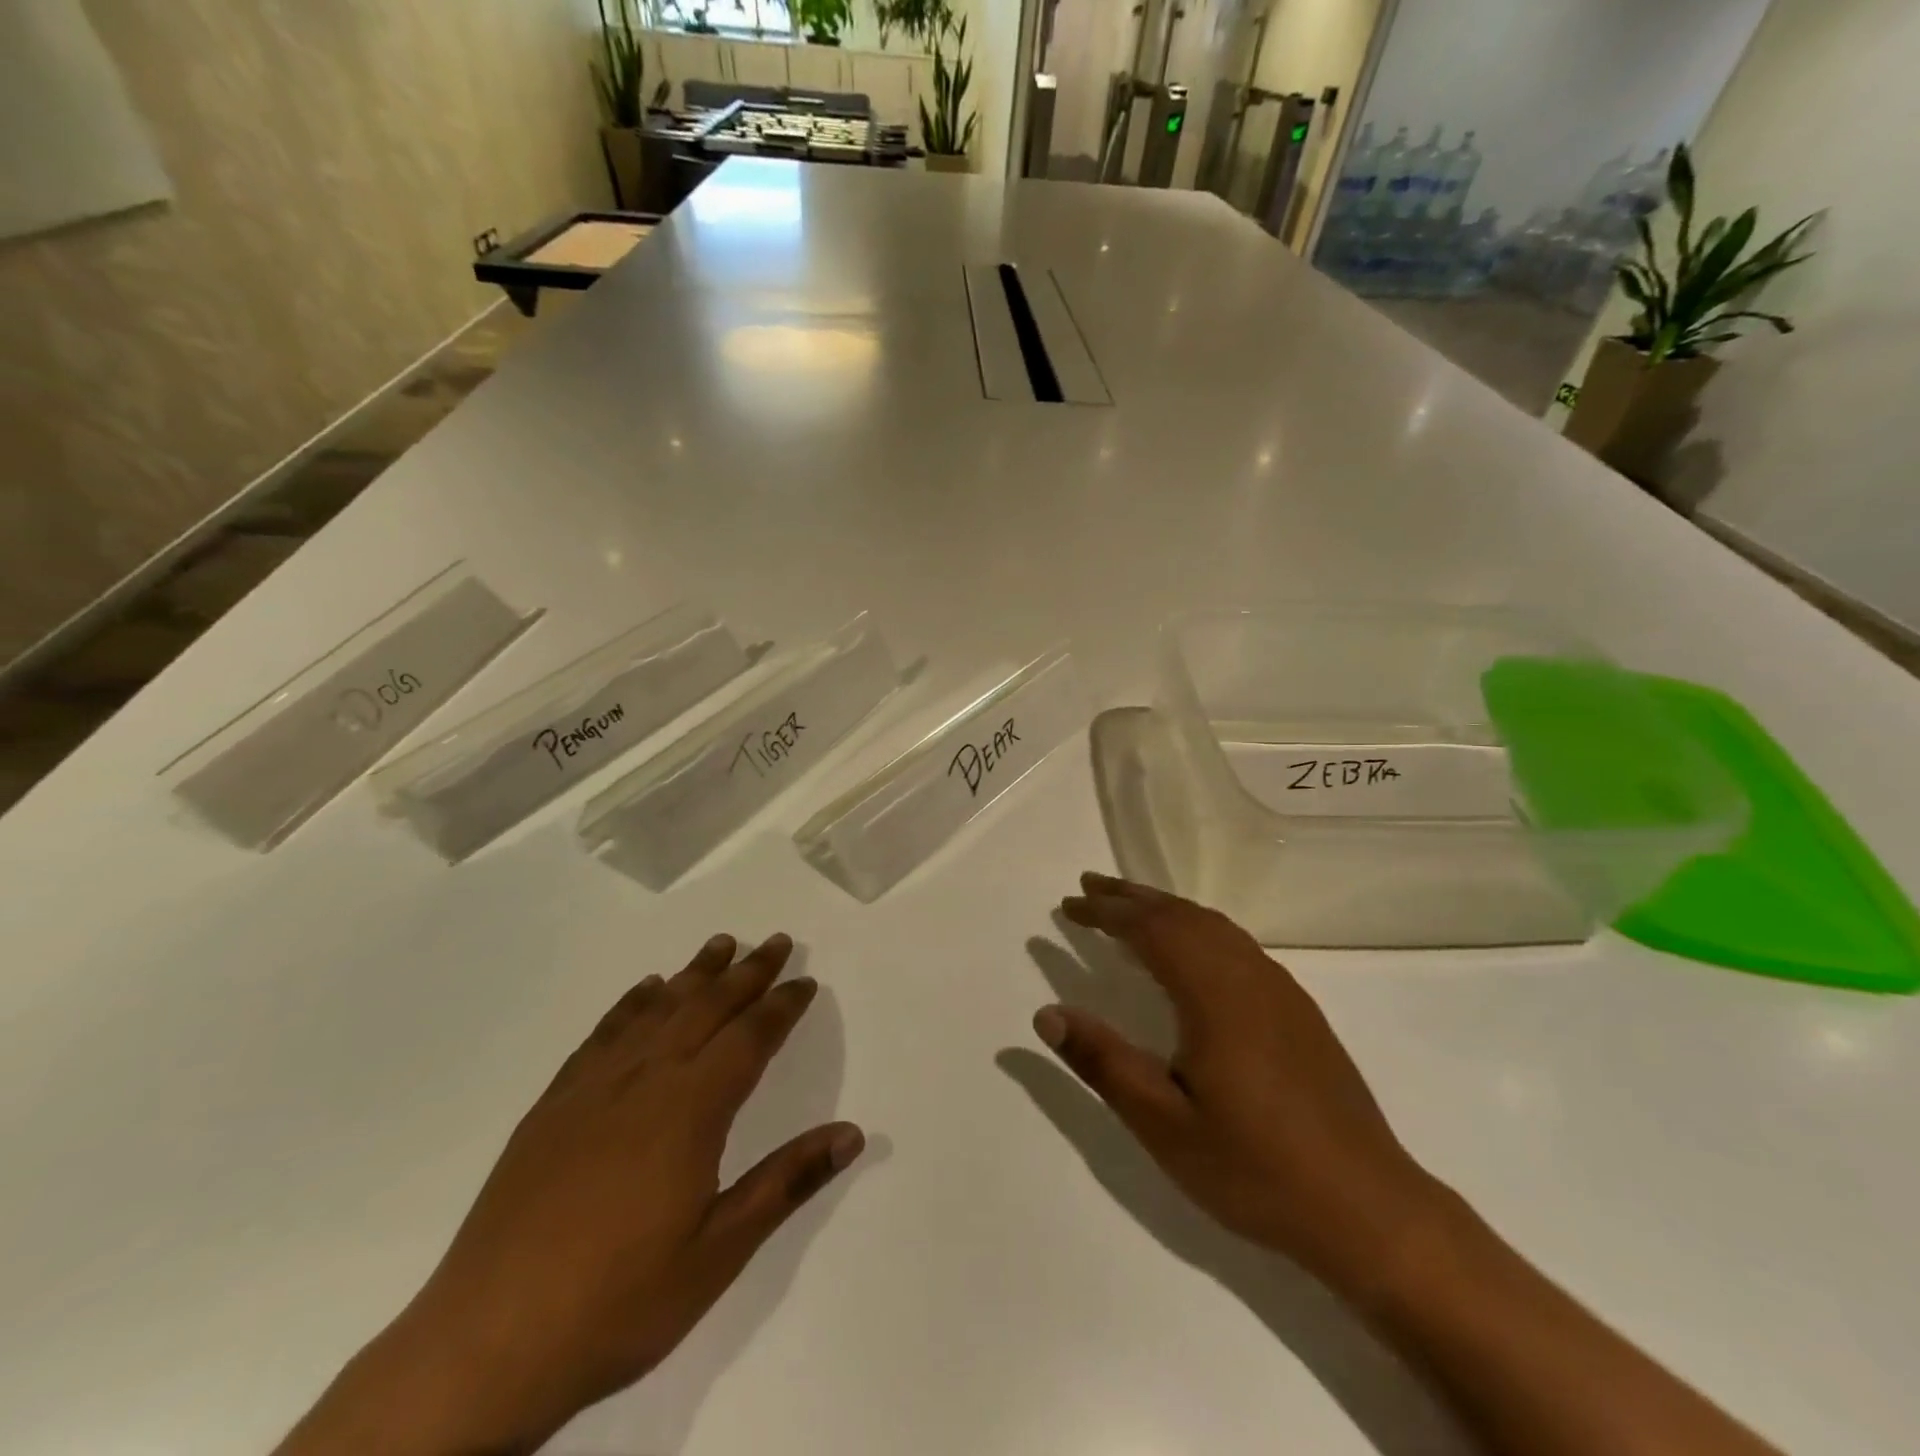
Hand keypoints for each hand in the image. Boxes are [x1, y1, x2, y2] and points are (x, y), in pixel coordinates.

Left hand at [278, 933, 862, 1455]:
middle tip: (775, 940)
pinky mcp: (553, 1106)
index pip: (750, 1038)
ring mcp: (593, 1089)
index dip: (782, 1006)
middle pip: (707, 1008)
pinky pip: (603, 1035)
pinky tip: (644, 989)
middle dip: (747, 972)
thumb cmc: (620, 1301)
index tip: (805, 980)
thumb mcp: (720, 1252)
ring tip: (720, 944)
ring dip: (694, 974)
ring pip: (657, 1010)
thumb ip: (787, 1182)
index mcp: (690, 1110)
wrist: (486, 1346)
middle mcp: (645, 1080)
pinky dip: (631, 1003)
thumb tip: (853, 1133)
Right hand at [1036, 873, 1437, 1293]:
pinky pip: (1235, 942)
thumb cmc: (1255, 1169)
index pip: (1150, 929)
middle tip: (1087, 888)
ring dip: (1165, 907)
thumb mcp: (1164, 1125)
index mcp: (1214, 995)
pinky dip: (1197, 926)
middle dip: (1130, 897)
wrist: (1369, 1210)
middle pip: (1182, 914)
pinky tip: (1189, 949)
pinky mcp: (1298, 1009)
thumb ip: (1103, 1062)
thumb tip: (1047, 1013)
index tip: (1067, 904)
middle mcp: (1248, 975)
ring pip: (1213, 924)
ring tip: (1128, 906)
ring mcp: (1279, 989)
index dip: (1105, 912)